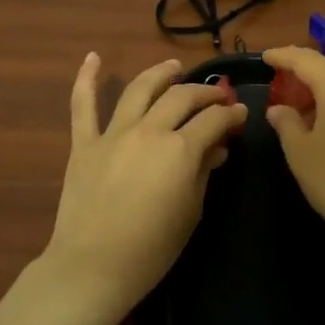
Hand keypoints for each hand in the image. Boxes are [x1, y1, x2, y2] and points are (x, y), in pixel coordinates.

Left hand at [35, 54, 247, 324]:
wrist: (93, 266)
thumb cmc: (152, 248)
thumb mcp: (191, 211)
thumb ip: (204, 173)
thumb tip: (215, 149)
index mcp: (180, 149)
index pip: (213, 120)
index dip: (231, 114)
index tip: (240, 113)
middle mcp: (149, 130)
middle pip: (181, 97)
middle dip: (204, 92)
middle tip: (216, 96)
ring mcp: (113, 134)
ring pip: (139, 89)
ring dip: (159, 73)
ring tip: (173, 66)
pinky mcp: (84, 143)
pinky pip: (83, 105)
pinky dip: (86, 78)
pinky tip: (92, 57)